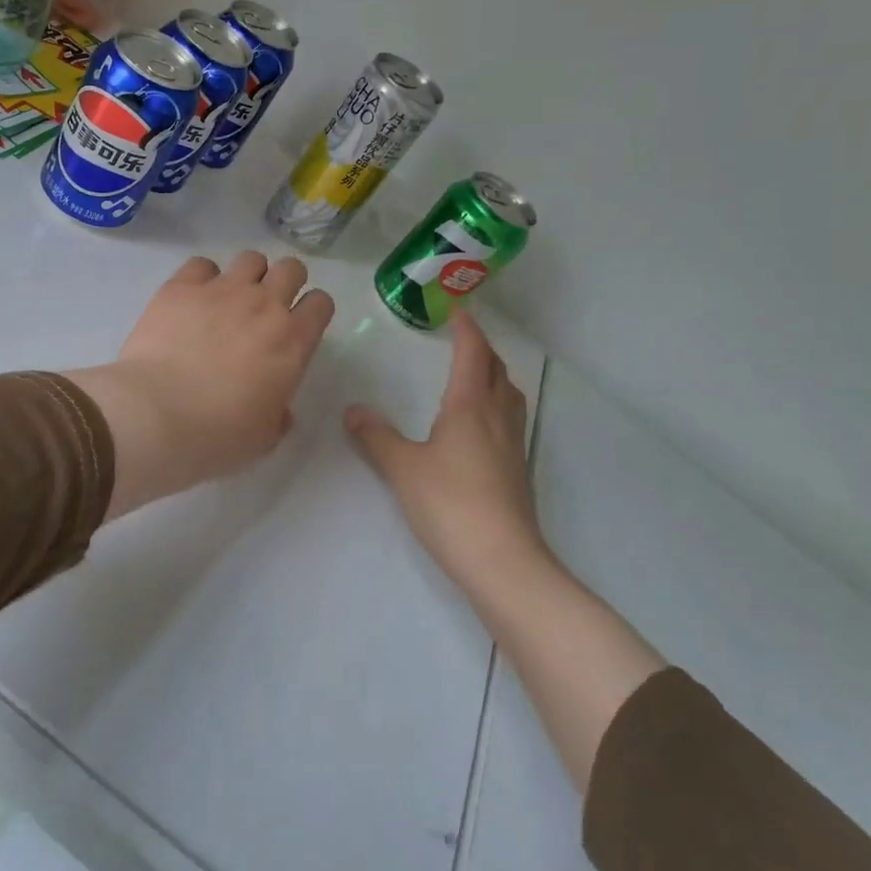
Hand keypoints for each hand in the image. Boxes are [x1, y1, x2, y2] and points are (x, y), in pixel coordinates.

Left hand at [67, 252, 334, 516]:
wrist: (155, 415)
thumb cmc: (217, 435)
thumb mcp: (264, 438)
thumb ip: (279, 415)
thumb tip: (279, 409)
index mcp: (292, 341)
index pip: (321, 303)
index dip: (313, 311)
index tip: (300, 325)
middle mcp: (263, 305)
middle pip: (291, 268)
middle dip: (286, 282)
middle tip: (268, 306)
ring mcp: (221, 290)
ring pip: (250, 259)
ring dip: (248, 276)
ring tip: (231, 298)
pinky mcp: (181, 287)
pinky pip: (201, 264)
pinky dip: (202, 277)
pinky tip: (193, 297)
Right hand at [345, 309, 551, 598]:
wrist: (502, 560)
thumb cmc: (450, 503)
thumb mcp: (403, 468)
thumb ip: (376, 436)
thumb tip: (353, 410)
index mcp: (471, 406)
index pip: (473, 354)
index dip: (467, 329)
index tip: (457, 310)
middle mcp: (497, 418)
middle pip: (497, 370)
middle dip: (482, 349)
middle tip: (462, 340)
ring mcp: (513, 445)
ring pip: (509, 396)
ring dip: (494, 376)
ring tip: (474, 375)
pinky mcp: (517, 471)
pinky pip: (510, 420)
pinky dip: (496, 405)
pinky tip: (479, 425)